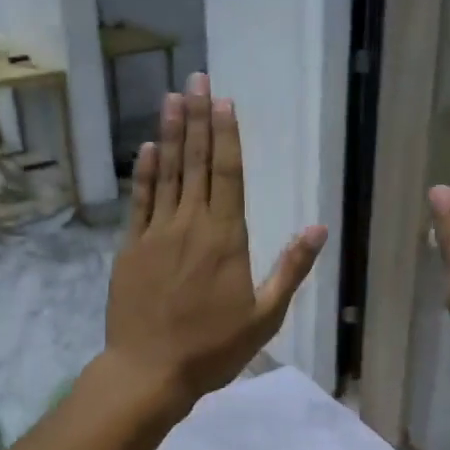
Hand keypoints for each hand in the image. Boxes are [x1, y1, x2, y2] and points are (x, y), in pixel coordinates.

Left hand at [104, 73, 327, 409]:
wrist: (149, 371)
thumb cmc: (212, 349)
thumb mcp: (264, 316)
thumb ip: (290, 269)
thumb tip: (319, 229)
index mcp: (226, 239)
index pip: (229, 175)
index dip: (227, 136)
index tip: (224, 102)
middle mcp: (190, 225)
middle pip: (196, 163)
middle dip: (198, 118)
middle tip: (196, 78)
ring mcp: (156, 234)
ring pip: (167, 174)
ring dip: (171, 133)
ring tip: (173, 97)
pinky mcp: (131, 248)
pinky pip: (139, 201)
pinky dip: (144, 173)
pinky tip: (148, 147)